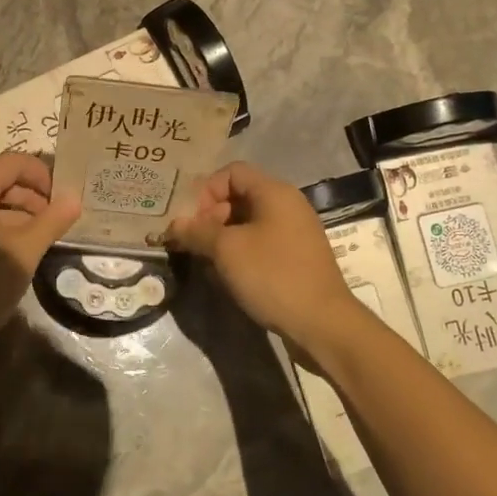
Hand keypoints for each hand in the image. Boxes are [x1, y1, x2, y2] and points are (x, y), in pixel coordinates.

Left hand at [0, 153, 80, 354]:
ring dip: (18, 214)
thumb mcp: (26, 250)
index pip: (13, 162)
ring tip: (40, 238)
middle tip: (55, 220)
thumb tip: (74, 199)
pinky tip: (16, 252)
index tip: (61, 198)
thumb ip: (52, 221)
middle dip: (31, 196)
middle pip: (0, 180)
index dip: (42, 174)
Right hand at [165, 162, 362, 343]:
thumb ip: (197, 231)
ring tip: (207, 262)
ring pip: (248, 223)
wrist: (322, 323)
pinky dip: (241, 253)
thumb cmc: (272, 275)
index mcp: (274, 192)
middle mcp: (288, 205)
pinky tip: (228, 277)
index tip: (193, 222)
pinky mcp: (297, 258)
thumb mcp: (226, 250)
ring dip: (222, 239)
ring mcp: (295, 233)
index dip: (206, 191)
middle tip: (195, 244)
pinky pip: (261, 244)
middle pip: (239, 196)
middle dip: (211, 217)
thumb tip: (174, 225)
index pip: (232, 172)